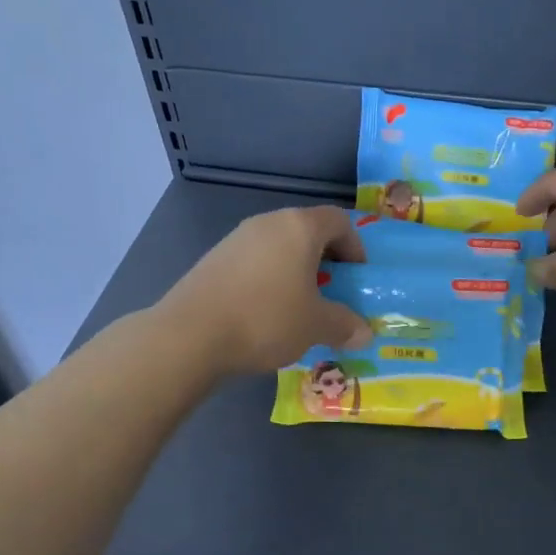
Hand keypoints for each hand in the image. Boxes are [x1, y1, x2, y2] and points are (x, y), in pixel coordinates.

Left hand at [156, 206, 372, 373]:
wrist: (191, 334)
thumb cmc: (266, 318)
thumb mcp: (315, 325)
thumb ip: (344, 325)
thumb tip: (365, 333)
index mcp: (299, 227)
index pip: (338, 220)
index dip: (355, 246)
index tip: (357, 277)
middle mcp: (268, 223)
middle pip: (307, 231)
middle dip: (325, 261)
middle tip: (332, 294)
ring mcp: (236, 239)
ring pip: (279, 247)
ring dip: (295, 271)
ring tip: (298, 307)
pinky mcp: (214, 259)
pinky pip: (254, 262)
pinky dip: (269, 280)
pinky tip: (265, 313)